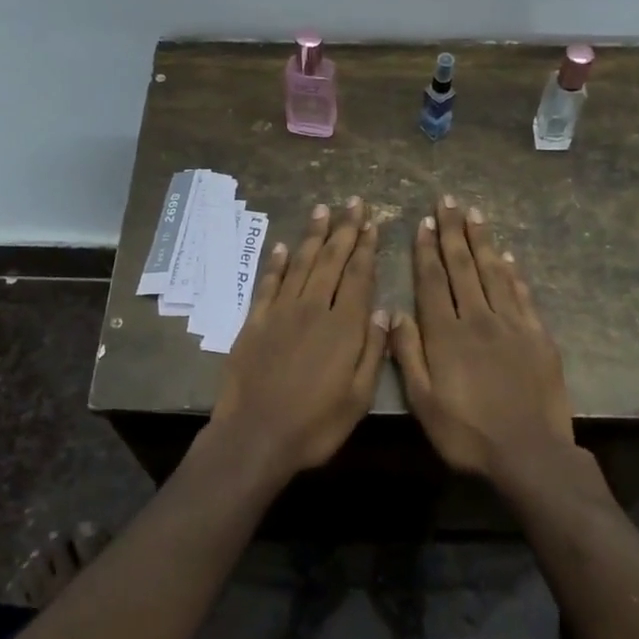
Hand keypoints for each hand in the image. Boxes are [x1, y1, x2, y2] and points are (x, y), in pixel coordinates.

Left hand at [210, 197, 389, 477]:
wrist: (255, 435)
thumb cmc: (315, 424)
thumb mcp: (359, 397)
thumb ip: (373, 351)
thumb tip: (383, 311)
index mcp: (343, 327)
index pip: (358, 275)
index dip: (366, 247)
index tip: (372, 222)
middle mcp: (313, 309)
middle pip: (331, 260)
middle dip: (344, 229)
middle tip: (353, 202)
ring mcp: (281, 312)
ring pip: (302, 264)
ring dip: (314, 235)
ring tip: (323, 210)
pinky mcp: (256, 321)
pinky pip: (269, 283)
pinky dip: (278, 263)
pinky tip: (285, 246)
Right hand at [389, 196, 575, 480]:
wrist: (530, 453)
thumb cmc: (468, 434)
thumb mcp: (424, 403)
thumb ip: (408, 355)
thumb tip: (395, 312)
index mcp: (446, 334)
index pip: (434, 280)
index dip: (427, 250)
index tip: (425, 222)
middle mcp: (479, 318)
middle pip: (463, 266)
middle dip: (454, 232)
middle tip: (448, 201)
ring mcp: (512, 324)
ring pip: (494, 272)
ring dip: (483, 241)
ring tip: (475, 215)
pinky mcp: (538, 335)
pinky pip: (522, 294)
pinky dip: (514, 272)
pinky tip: (508, 256)